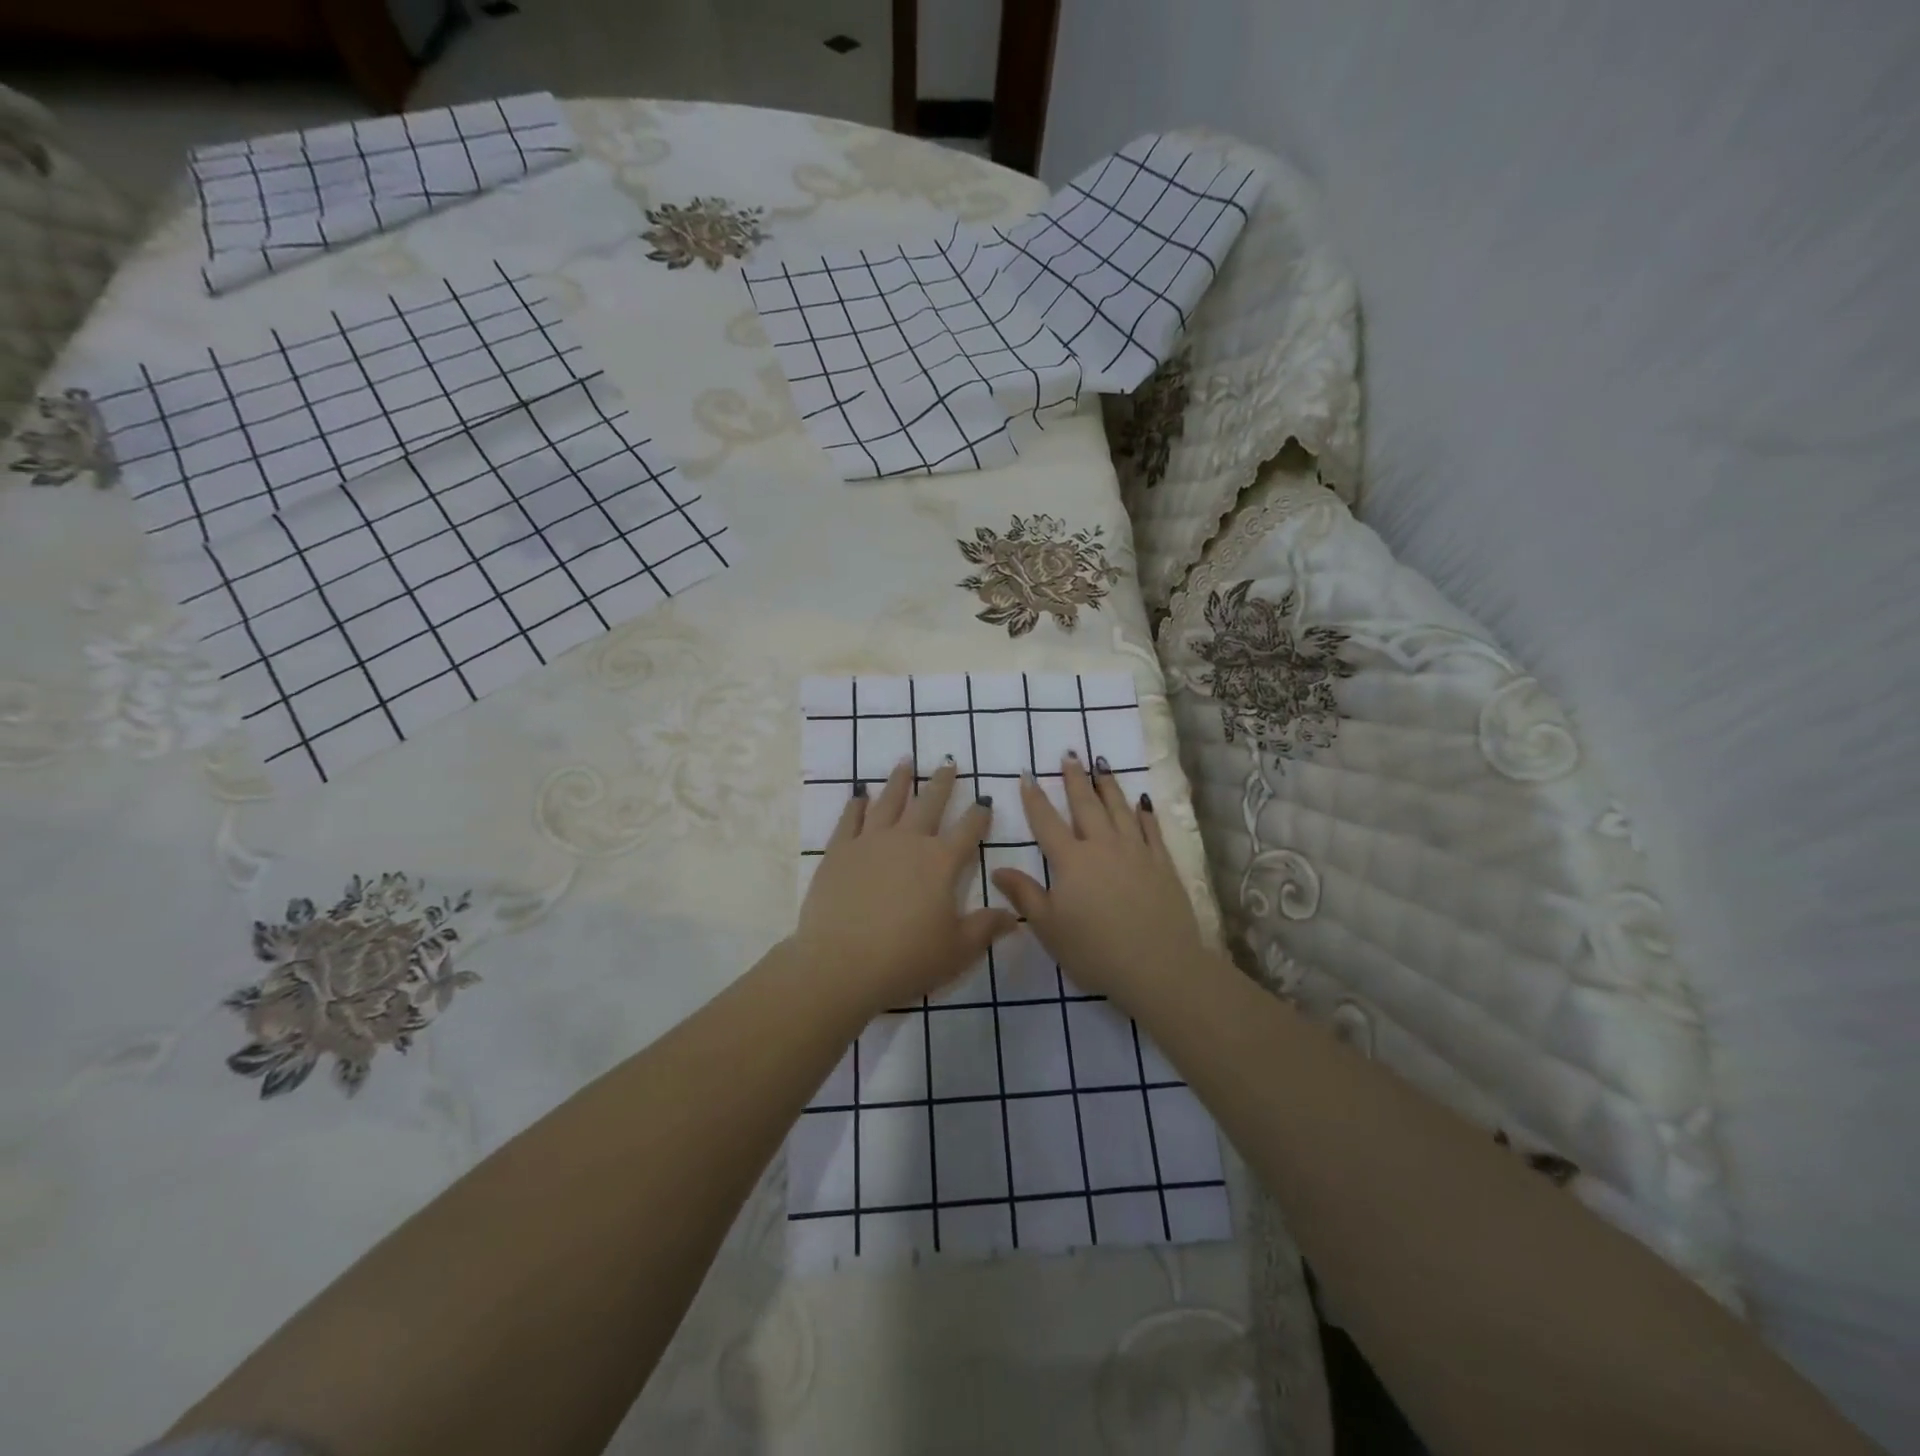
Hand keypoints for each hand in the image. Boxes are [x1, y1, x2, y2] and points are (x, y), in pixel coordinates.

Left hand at [791, 759, 1016, 1016]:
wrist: (841, 964)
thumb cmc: (907, 959)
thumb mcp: (958, 950)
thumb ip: (986, 928)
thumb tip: (1013, 916)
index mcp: (941, 862)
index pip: (968, 830)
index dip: (979, 815)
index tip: (984, 801)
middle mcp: (908, 841)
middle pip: (929, 803)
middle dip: (942, 783)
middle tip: (948, 763)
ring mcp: (870, 842)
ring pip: (889, 801)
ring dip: (899, 780)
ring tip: (906, 761)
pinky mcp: (839, 851)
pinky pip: (850, 819)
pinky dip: (857, 805)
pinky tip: (860, 796)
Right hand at [990, 756, 1206, 1005]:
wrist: (1159, 966)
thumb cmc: (1095, 951)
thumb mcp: (1049, 928)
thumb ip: (1024, 895)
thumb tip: (998, 869)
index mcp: (1071, 861)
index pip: (1047, 822)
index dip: (1034, 798)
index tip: (1027, 774)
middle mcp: (1103, 846)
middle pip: (1086, 805)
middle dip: (1075, 779)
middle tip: (1070, 754)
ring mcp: (1136, 852)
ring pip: (1119, 809)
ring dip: (1108, 785)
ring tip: (1102, 763)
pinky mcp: (1162, 863)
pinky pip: (1151, 829)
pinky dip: (1144, 812)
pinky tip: (1141, 801)